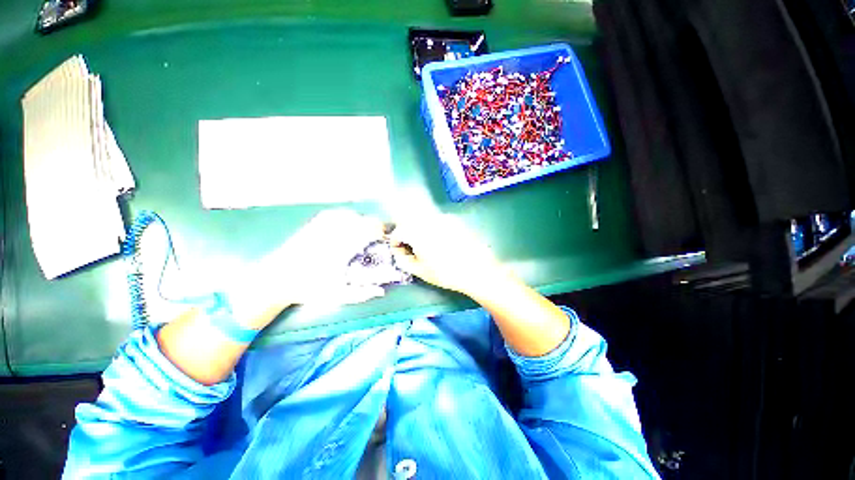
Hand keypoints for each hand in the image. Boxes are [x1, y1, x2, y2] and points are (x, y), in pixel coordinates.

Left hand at [229, 209, 385, 324]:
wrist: (276, 278)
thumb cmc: (308, 288)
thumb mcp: (337, 295)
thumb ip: (361, 293)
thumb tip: (381, 291)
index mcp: (344, 247)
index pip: (369, 229)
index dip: (380, 231)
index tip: (383, 239)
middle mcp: (335, 232)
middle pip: (363, 219)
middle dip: (373, 227)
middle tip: (374, 240)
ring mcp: (323, 225)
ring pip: (350, 214)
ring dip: (360, 222)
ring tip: (361, 234)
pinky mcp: (314, 223)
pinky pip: (336, 213)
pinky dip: (345, 217)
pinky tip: (345, 226)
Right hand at [390, 214, 507, 296]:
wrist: (476, 270)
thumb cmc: (445, 273)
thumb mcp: (420, 270)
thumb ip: (403, 260)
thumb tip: (398, 253)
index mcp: (418, 232)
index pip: (399, 231)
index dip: (395, 241)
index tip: (399, 251)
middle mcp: (429, 220)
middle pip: (410, 223)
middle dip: (406, 235)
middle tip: (410, 249)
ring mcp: (443, 218)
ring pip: (423, 221)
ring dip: (419, 231)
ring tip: (425, 247)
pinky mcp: (454, 221)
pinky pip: (436, 222)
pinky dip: (432, 229)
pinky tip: (440, 243)